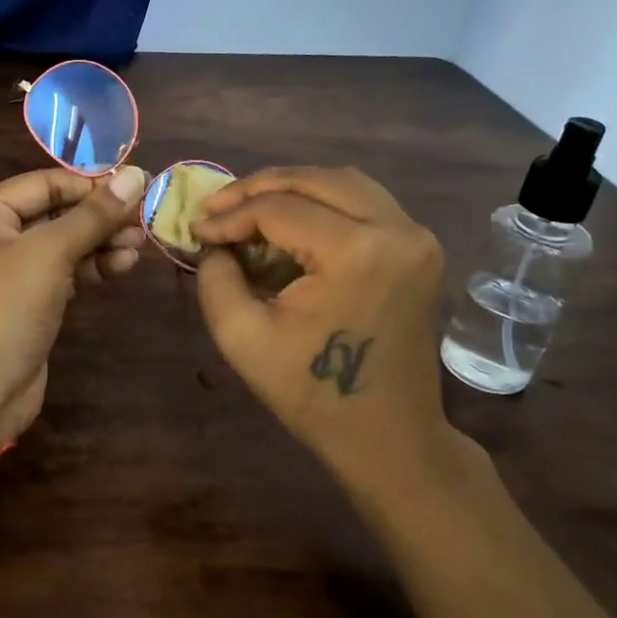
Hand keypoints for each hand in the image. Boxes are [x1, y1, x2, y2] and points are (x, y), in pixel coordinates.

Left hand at [0, 166, 148, 452]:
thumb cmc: (4, 311)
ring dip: (101, 242)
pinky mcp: (27, 301)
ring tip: (140, 243)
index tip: (136, 187)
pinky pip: (63, 272)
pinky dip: (91, 267)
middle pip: (55, 213)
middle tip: (143, 220)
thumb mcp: (49, 254)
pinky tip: (123, 265)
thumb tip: (136, 174)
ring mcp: (8, 271)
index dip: (90, 184)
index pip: (44, 183)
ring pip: (63, 244)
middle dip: (99, 216)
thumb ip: (93, 215)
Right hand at [192, 166, 480, 490]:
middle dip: (259, 187)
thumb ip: (215, 276)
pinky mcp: (419, 248)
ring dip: (293, 188)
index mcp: (358, 252)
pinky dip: (322, 203)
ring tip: (249, 209)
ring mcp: (417, 237)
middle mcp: (397, 230)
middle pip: (316, 179)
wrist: (389, 438)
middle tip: (216, 206)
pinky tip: (290, 224)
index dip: (231, 215)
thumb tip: (214, 240)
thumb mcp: (242, 337)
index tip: (197, 229)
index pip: (280, 208)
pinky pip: (364, 203)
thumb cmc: (313, 395)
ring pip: (344, 182)